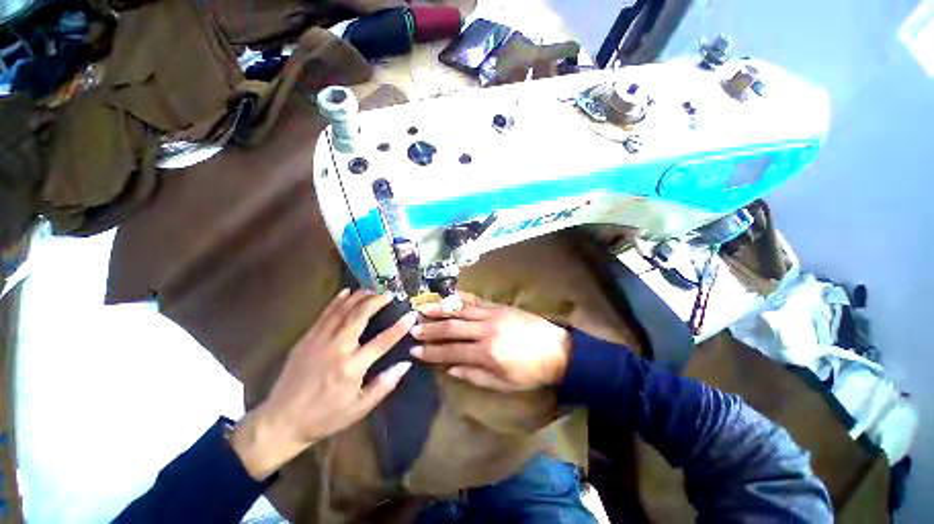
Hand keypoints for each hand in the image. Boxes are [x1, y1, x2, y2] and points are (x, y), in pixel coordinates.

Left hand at [230, 289, 415, 479]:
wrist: (280, 422)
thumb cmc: (325, 417)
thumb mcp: (359, 409)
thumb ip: (384, 385)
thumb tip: (405, 364)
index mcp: (352, 367)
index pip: (382, 341)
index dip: (400, 327)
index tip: (411, 314)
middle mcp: (337, 348)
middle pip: (360, 316)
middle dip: (376, 301)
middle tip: (389, 293)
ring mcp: (319, 341)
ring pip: (342, 311)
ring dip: (359, 297)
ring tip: (372, 288)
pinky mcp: (306, 339)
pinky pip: (324, 314)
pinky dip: (337, 301)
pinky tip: (346, 292)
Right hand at [410, 292, 570, 391]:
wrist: (557, 350)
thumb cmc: (530, 372)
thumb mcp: (502, 383)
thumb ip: (474, 375)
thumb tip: (450, 368)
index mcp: (485, 353)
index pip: (451, 351)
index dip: (431, 352)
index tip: (415, 351)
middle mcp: (485, 330)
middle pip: (451, 328)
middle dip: (430, 329)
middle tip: (412, 329)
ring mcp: (492, 314)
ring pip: (460, 310)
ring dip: (440, 310)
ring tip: (423, 308)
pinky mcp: (498, 306)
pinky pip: (475, 301)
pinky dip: (460, 299)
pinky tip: (449, 297)